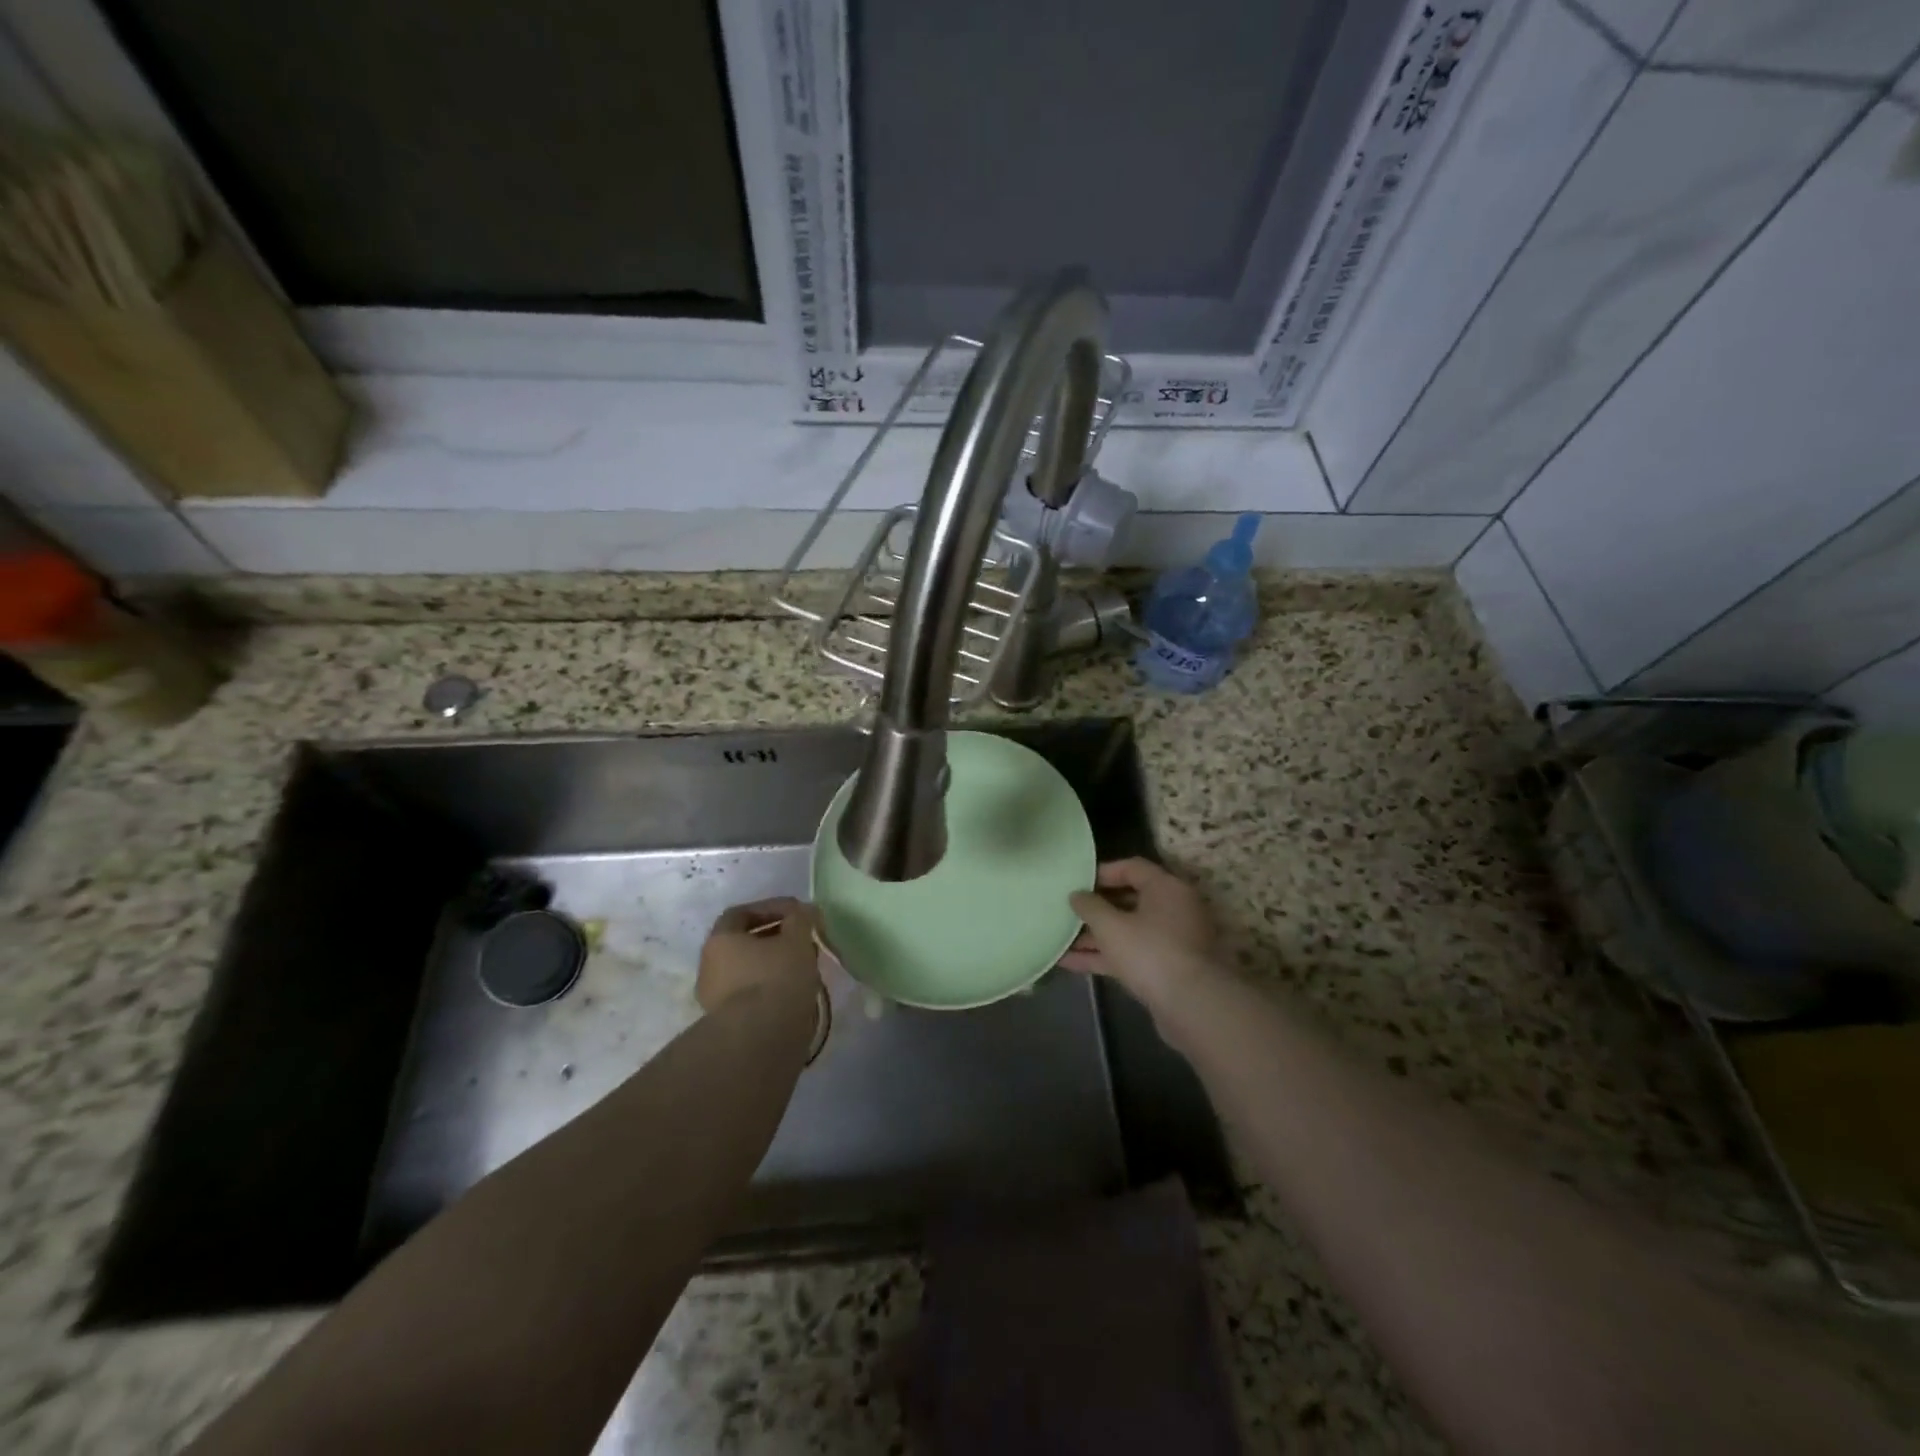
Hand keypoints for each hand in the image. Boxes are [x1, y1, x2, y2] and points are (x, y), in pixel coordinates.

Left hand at [697, 897, 823, 1018]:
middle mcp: (709, 966)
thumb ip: (801, 919)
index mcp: (719, 940)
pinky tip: (794, 990)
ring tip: (804, 966)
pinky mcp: (728, 1022)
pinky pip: (752, 994)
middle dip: (775, 937)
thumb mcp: (796, 939)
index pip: (741, 913)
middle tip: (802, 939)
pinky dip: (772, 987)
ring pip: (748, 970)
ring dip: (774, 964)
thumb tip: (803, 911)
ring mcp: (715, 997)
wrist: (760, 1039)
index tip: (797, 913)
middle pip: (743, 942)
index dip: (770, 908)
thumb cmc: (776, 978)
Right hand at [1061, 859, 1220, 1005]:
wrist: (1193, 1006)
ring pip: (1128, 930)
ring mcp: (1171, 940)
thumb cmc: (1150, 952)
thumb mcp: (1111, 926)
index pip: (1132, 867)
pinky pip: (1131, 954)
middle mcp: (1173, 909)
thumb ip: (1090, 906)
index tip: (1076, 882)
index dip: (1101, 872)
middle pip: (1129, 900)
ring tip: (1060, 938)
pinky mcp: (1166, 968)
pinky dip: (1105, 956)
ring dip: (1096, 936)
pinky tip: (1070, 963)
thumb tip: (1077, 895)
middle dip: (1095, 908)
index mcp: (1166, 888)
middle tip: (1067, 910)